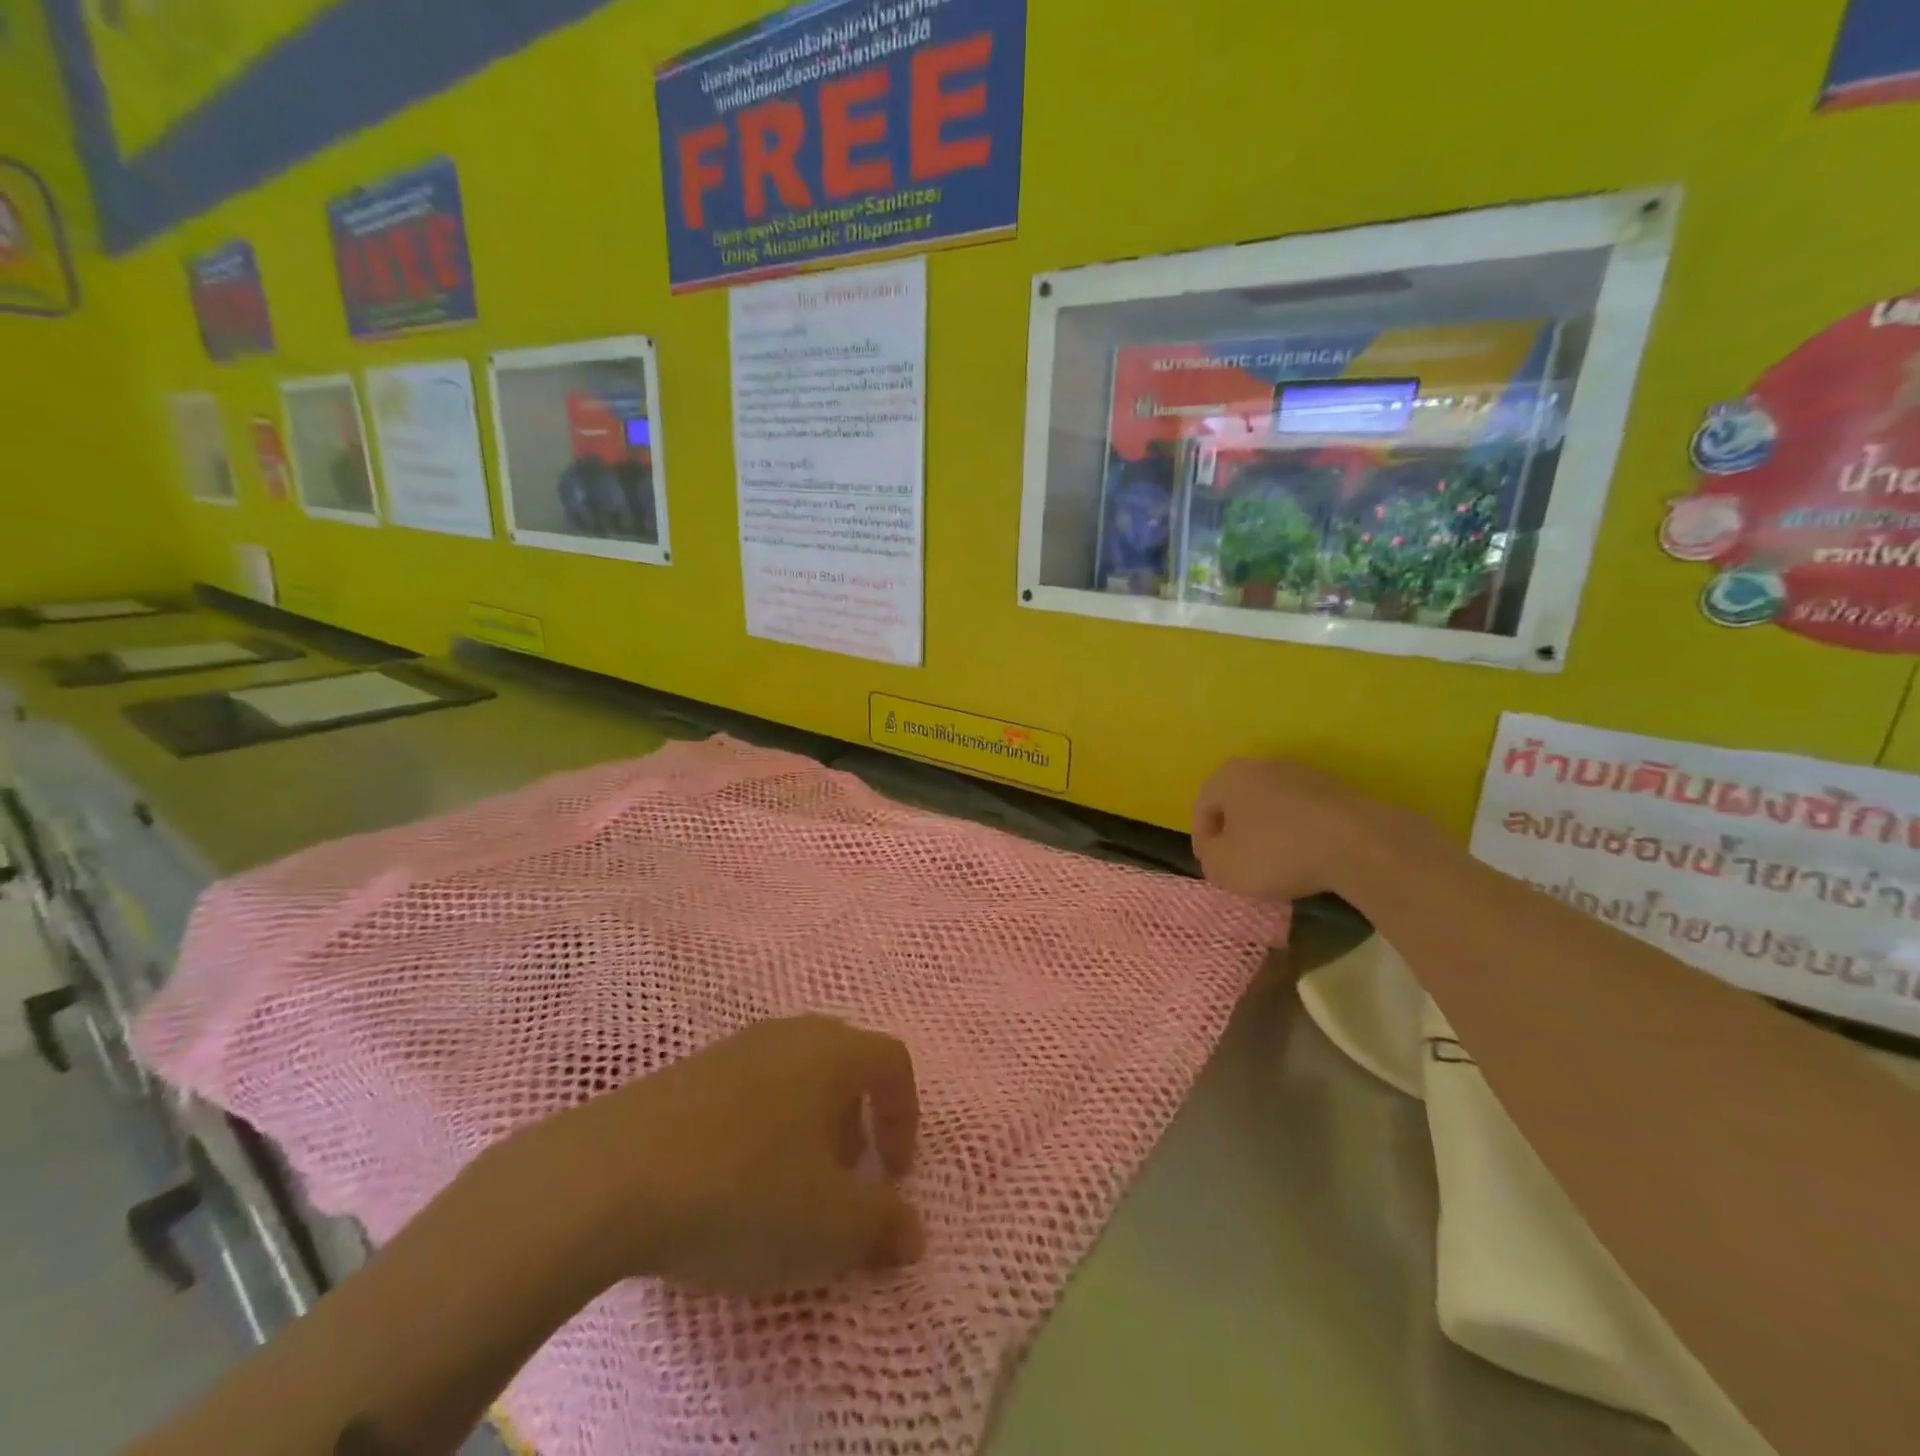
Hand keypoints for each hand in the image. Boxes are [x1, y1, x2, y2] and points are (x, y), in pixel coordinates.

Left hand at [505, 1015, 923, 1297]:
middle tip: (845, 1179)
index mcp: (832, 1051)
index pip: (893, 1061)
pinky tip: (730, 1182)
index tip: (895, 1175)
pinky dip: (759, 1130)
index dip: (906, 1116)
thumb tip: (912, 1231)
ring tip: (787, 1187)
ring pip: (792, 1078)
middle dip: (856, 1122)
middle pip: (843, 1065)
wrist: (607, 1178)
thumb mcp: (831, 1227)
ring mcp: (731, 1048)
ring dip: (806, 1128)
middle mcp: (788, 1034)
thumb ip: (884, 1226)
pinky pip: (745, 1092)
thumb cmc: (744, 1192)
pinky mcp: (684, 1073)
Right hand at [1191, 757, 1415, 901]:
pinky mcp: (1336, 789)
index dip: (1203, 842)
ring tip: (1277, 865)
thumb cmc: (1277, 852)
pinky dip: (1299, 833)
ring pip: (1272, 807)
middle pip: (1238, 803)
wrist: (1359, 843)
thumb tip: (1217, 853)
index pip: (1202, 809)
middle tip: (1241, 865)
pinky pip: (1304, 813)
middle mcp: (1262, 765)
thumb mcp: (1225, 869)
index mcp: (1228, 776)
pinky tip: (1308, 858)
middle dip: (1236, 833)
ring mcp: (1303, 773)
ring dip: (1269, 833)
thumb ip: (1209, 860)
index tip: (1214, 868)